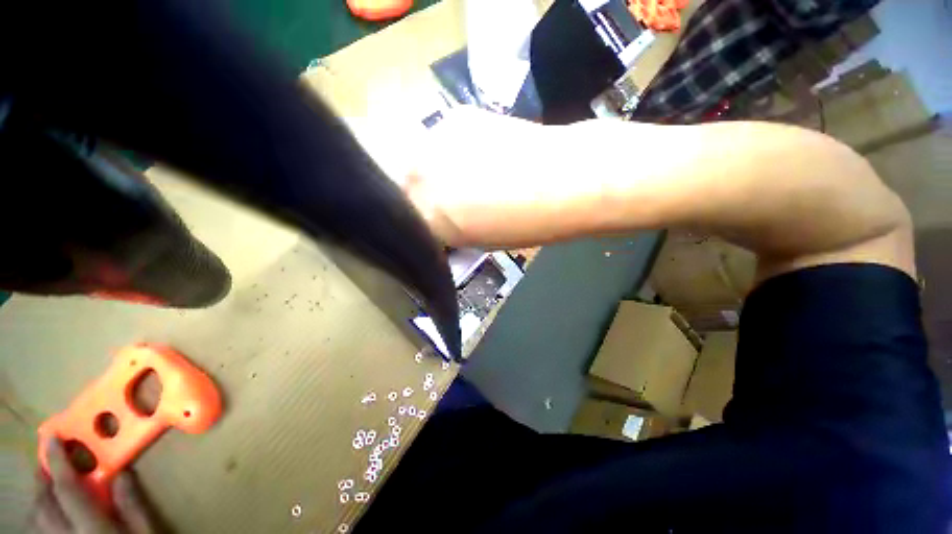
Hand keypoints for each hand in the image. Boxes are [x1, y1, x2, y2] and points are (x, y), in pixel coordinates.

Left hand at [29, 439, 158, 533]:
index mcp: (92, 529)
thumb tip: (121, 472)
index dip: (59, 462)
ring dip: (41, 496)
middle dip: (44, 479)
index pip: (68, 490)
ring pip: (37, 519)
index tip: (53, 438)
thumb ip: (132, 505)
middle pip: (43, 504)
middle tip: (50, 459)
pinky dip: (43, 515)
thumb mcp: (147, 533)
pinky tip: (54, 512)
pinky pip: (42, 530)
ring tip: (51, 483)